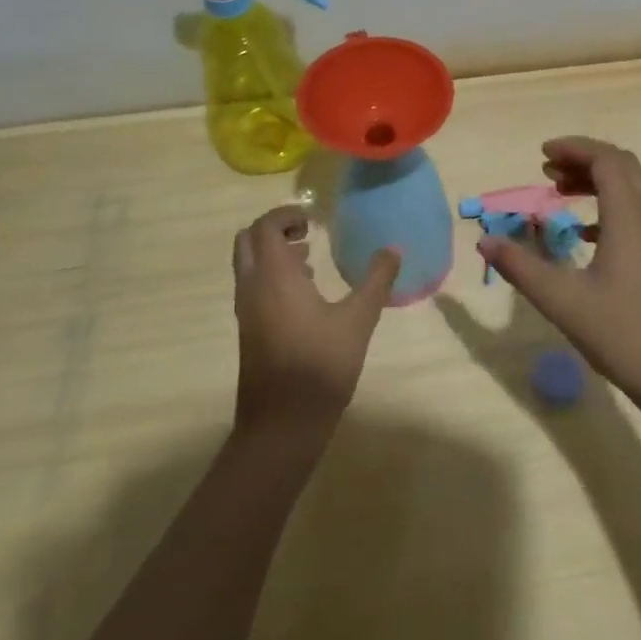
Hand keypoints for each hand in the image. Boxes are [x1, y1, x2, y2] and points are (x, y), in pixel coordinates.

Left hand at [231, 205, 399, 439]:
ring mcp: (246, 311)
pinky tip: (305, 293)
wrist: (282, 425)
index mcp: (274, 276)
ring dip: (272, 251)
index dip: (287, 214)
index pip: (266, 226)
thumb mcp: (358, 320)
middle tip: (307, 230)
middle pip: (248, 240)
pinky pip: (252, 286)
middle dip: (275, 228)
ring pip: (248, 264)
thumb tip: (394, 248)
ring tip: (309, 256)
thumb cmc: (320, 366)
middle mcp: (252, 287)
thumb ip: (376, 280)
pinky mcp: (248, 331)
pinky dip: (271, 274)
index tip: (314, 218)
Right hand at [476, 137, 640, 412]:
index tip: (541, 155)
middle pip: (621, 166)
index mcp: (630, 216)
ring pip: (631, 188)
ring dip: (597, 181)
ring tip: (559, 192)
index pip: (606, 159)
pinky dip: (609, 205)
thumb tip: (485, 241)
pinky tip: (584, 233)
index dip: (574, 149)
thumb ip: (521, 267)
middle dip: (583, 159)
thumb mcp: (562, 300)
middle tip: (546, 171)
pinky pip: (637, 211)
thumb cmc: (622, 333)